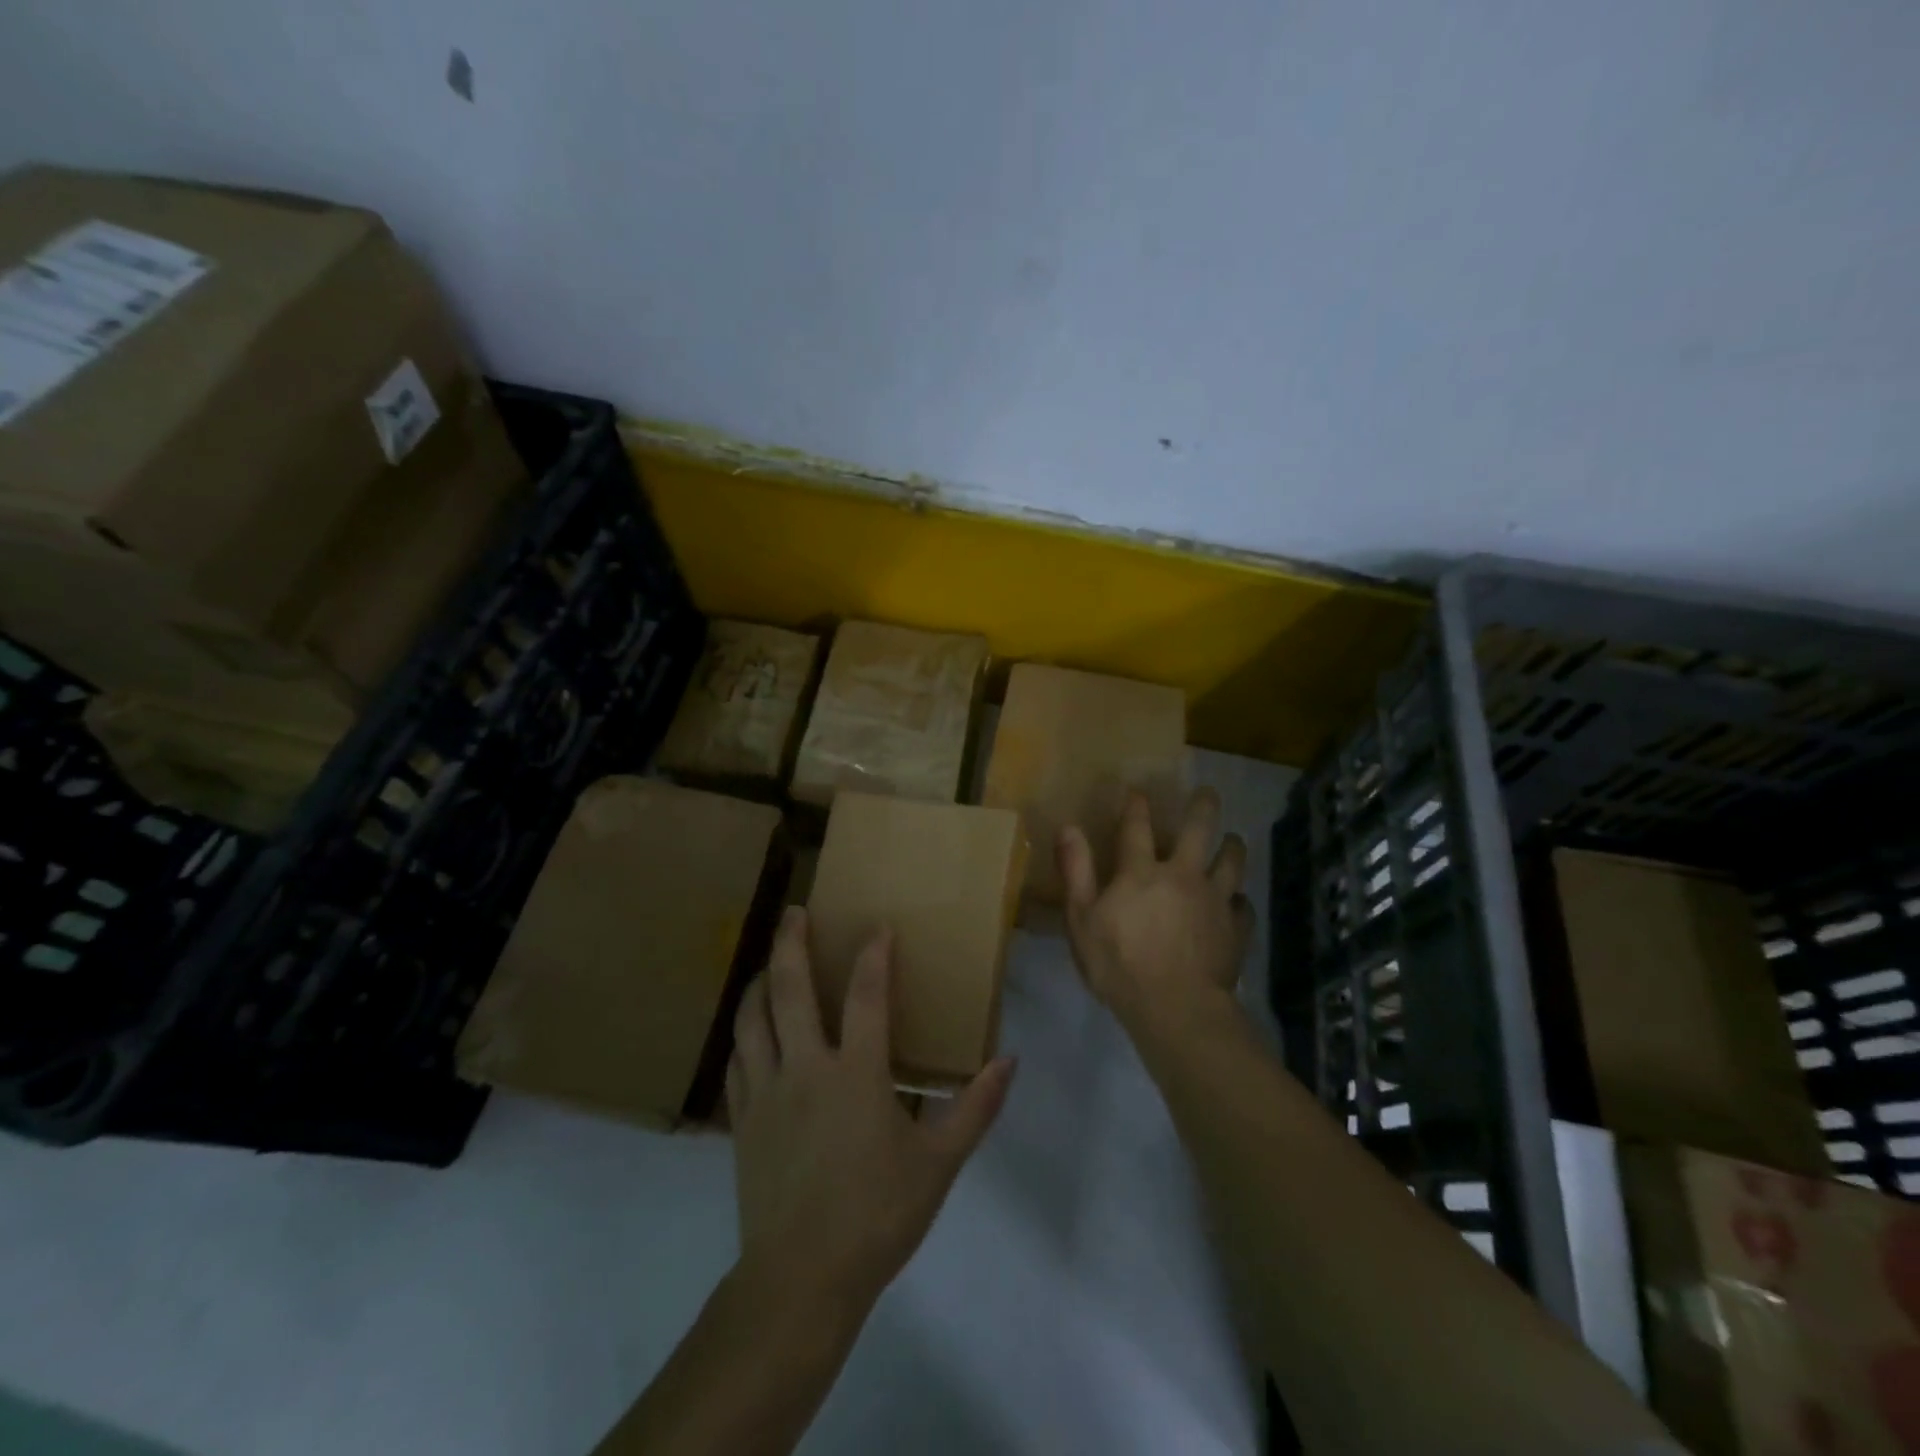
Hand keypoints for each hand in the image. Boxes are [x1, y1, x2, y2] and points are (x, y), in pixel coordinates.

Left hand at [727, 907, 1016, 1316]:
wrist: (802, 1278)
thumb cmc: (877, 1215)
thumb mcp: (939, 1164)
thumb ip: (975, 1108)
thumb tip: (1009, 1061)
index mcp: (856, 1074)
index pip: (867, 995)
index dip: (874, 956)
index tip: (878, 927)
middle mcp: (806, 1068)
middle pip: (791, 989)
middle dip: (792, 943)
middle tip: (794, 911)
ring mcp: (766, 1091)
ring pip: (753, 1018)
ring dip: (760, 981)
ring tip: (769, 962)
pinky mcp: (743, 1119)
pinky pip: (738, 1059)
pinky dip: (744, 1033)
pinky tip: (750, 1029)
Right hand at [1058, 787, 1253, 1032]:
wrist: (1177, 1007)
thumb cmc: (1119, 964)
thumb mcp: (1082, 919)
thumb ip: (1076, 871)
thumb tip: (1068, 827)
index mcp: (1142, 871)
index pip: (1137, 827)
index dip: (1136, 806)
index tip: (1138, 791)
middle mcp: (1183, 875)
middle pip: (1199, 830)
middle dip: (1203, 807)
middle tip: (1208, 792)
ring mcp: (1215, 900)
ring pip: (1231, 862)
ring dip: (1232, 847)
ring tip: (1234, 840)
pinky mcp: (1236, 928)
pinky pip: (1243, 906)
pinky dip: (1239, 900)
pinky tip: (1236, 903)